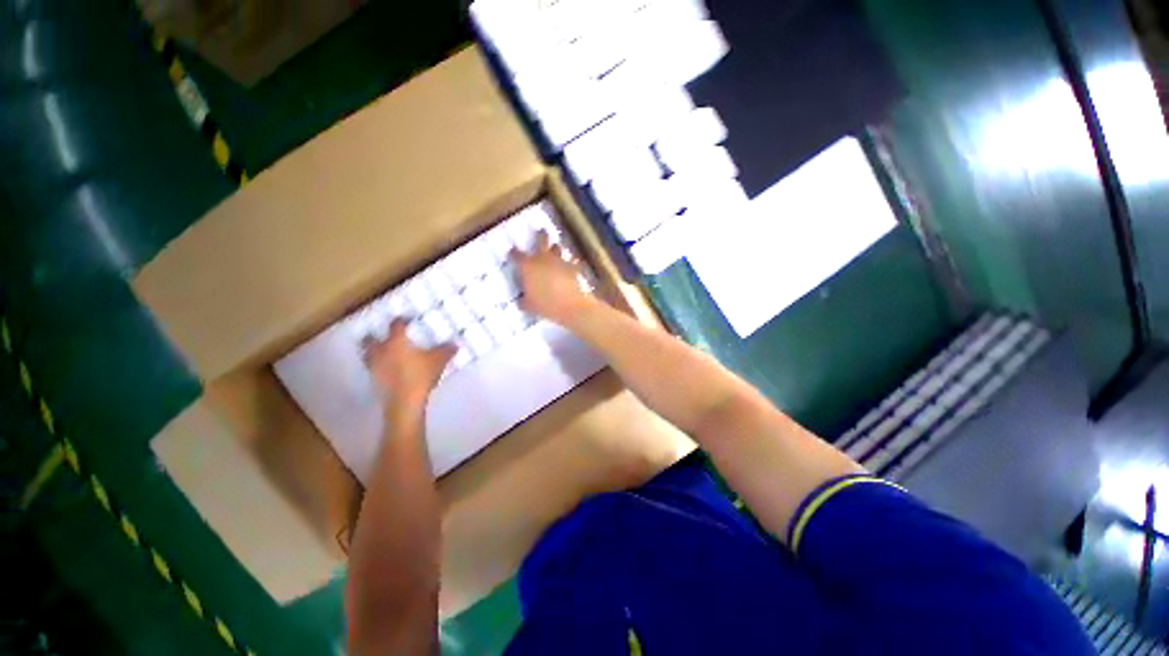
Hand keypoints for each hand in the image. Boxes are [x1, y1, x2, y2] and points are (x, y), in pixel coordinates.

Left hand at [363, 319, 455, 407]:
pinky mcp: (374, 380)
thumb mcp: (439, 361)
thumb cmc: (421, 375)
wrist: (404, 401)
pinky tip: (388, 369)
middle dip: (375, 336)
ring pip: (368, 354)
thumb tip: (455, 344)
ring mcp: (375, 366)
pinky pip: (373, 368)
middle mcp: (381, 350)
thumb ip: (446, 350)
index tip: (407, 320)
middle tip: (384, 335)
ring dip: (373, 351)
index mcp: (396, 341)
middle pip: (371, 339)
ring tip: (383, 352)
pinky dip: (378, 366)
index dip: (401, 321)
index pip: (396, 325)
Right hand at [511, 231, 596, 326]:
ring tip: (555, 249)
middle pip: (541, 240)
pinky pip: (572, 262)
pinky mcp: (573, 267)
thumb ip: (523, 300)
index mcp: (528, 266)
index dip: (513, 253)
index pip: (516, 255)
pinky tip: (574, 265)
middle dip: (540, 235)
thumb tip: (521, 300)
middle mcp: (543, 258)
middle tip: (541, 231)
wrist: (570, 305)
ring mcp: (559, 261)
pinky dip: (572, 263)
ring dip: (555, 248)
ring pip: (557, 248)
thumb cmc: (545, 305)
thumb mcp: (528, 306)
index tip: (512, 251)